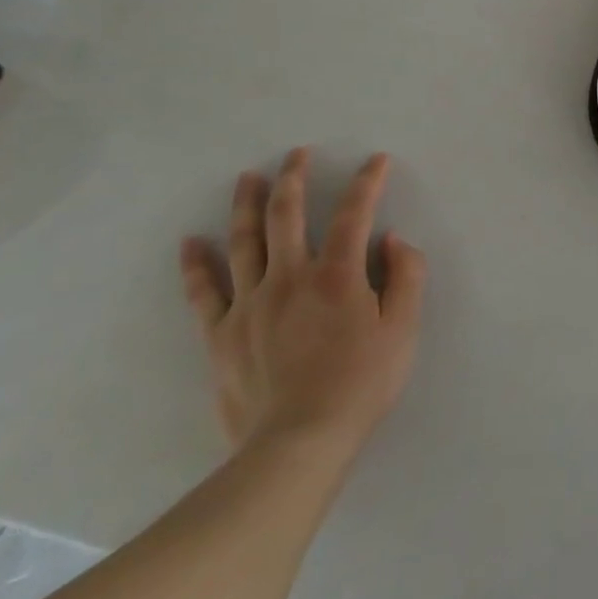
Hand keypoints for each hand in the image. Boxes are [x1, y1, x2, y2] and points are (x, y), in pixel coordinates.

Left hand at [179, 148, 425, 457]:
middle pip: (287, 215)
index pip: (354, 213)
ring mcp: (249, 305)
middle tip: (297, 154)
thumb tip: (391, 239)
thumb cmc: (360, 384)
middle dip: (294, 178)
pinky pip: (204, 292)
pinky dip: (196, 265)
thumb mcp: (404, 329)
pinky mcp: (221, 335)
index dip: (367, 182)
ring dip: (247, 205)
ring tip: (248, 178)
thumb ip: (406, 276)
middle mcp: (290, 277)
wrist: (298, 444)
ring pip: (244, 242)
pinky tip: (190, 243)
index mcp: (338, 275)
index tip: (376, 161)